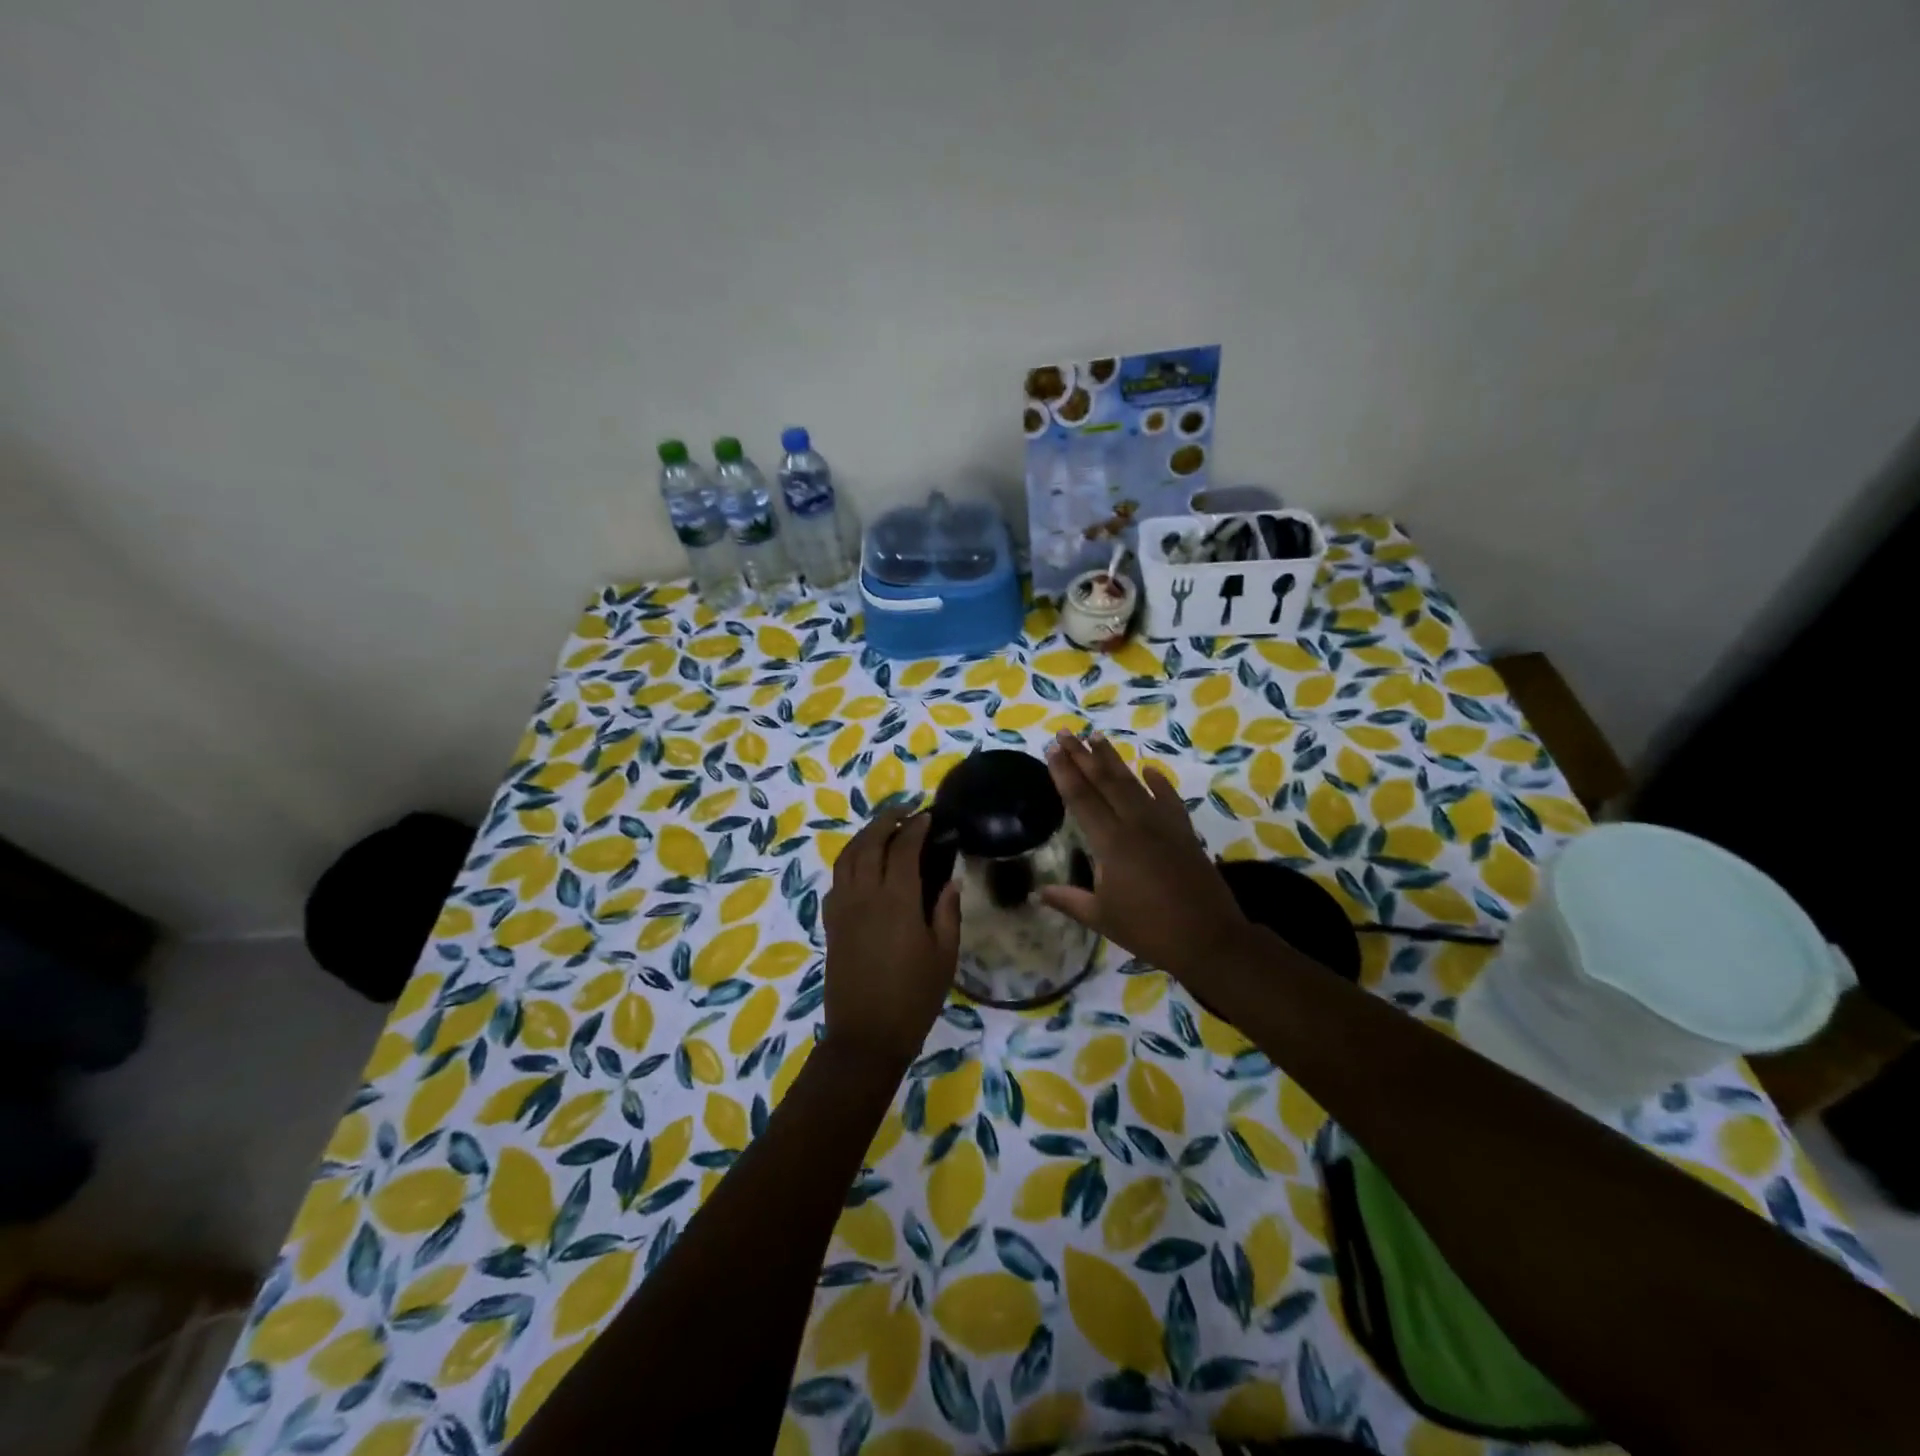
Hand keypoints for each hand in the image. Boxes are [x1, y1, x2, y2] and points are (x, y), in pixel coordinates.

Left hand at [822, 807, 962, 1070]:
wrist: (866, 1036)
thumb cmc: (914, 998)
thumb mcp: (944, 956)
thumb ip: (947, 912)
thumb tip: (949, 880)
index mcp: (897, 901)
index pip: (903, 848)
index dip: (915, 827)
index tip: (928, 815)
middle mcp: (864, 895)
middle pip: (869, 843)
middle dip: (886, 820)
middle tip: (905, 811)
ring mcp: (843, 908)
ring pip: (847, 857)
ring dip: (864, 835)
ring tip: (883, 829)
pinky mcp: (831, 923)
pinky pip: (837, 880)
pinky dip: (849, 861)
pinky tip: (862, 866)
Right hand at [1039, 731, 1249, 981]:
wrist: (1209, 938)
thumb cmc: (1149, 929)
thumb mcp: (1102, 918)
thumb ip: (1069, 900)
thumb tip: (1037, 892)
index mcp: (1111, 843)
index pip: (1081, 798)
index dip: (1064, 772)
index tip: (1051, 749)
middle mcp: (1135, 824)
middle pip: (1104, 782)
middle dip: (1082, 755)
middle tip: (1066, 733)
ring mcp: (1163, 824)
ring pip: (1133, 783)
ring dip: (1113, 759)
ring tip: (1096, 737)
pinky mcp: (1185, 831)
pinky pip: (1169, 799)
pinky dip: (1159, 782)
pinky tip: (1149, 769)